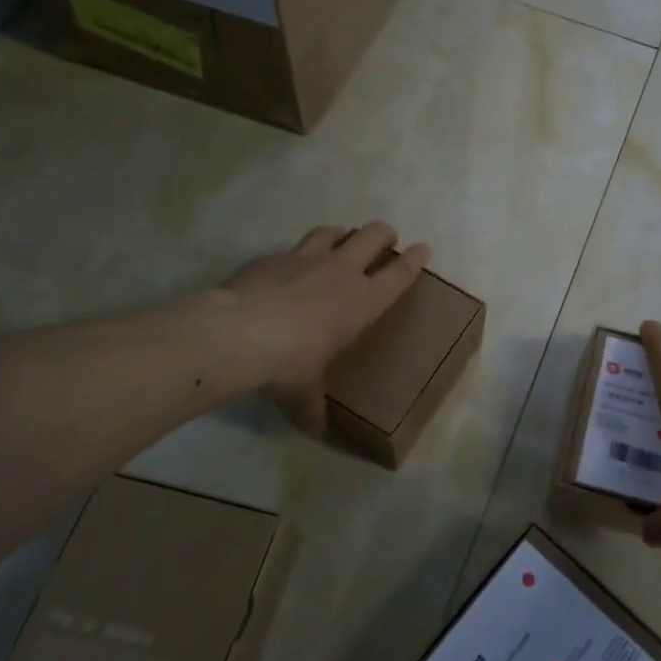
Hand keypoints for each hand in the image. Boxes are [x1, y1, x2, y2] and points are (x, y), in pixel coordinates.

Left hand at [224, 222, 428, 430]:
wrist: (238, 333)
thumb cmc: (288, 363)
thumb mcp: (303, 391)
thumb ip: (312, 404)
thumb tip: (315, 428)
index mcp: (362, 301)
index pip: (399, 273)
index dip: (414, 259)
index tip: (423, 248)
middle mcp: (341, 271)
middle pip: (373, 235)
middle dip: (383, 234)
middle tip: (384, 240)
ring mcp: (306, 258)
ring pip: (334, 232)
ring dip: (342, 235)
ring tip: (340, 242)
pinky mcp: (273, 257)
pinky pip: (291, 249)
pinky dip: (296, 256)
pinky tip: (287, 270)